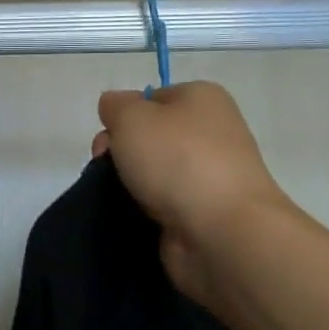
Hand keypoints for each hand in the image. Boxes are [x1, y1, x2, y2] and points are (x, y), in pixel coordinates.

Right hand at [94, 81, 295, 301]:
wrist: (222, 231)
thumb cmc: (177, 160)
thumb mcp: (131, 116)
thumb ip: (114, 105)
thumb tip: (115, 109)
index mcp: (202, 98)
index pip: (150, 99)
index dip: (122, 117)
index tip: (107, 141)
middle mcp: (212, 131)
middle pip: (149, 136)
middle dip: (120, 152)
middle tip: (106, 168)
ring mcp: (210, 174)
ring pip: (153, 171)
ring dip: (129, 182)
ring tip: (118, 197)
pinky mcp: (204, 210)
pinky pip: (162, 202)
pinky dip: (144, 208)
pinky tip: (133, 215)